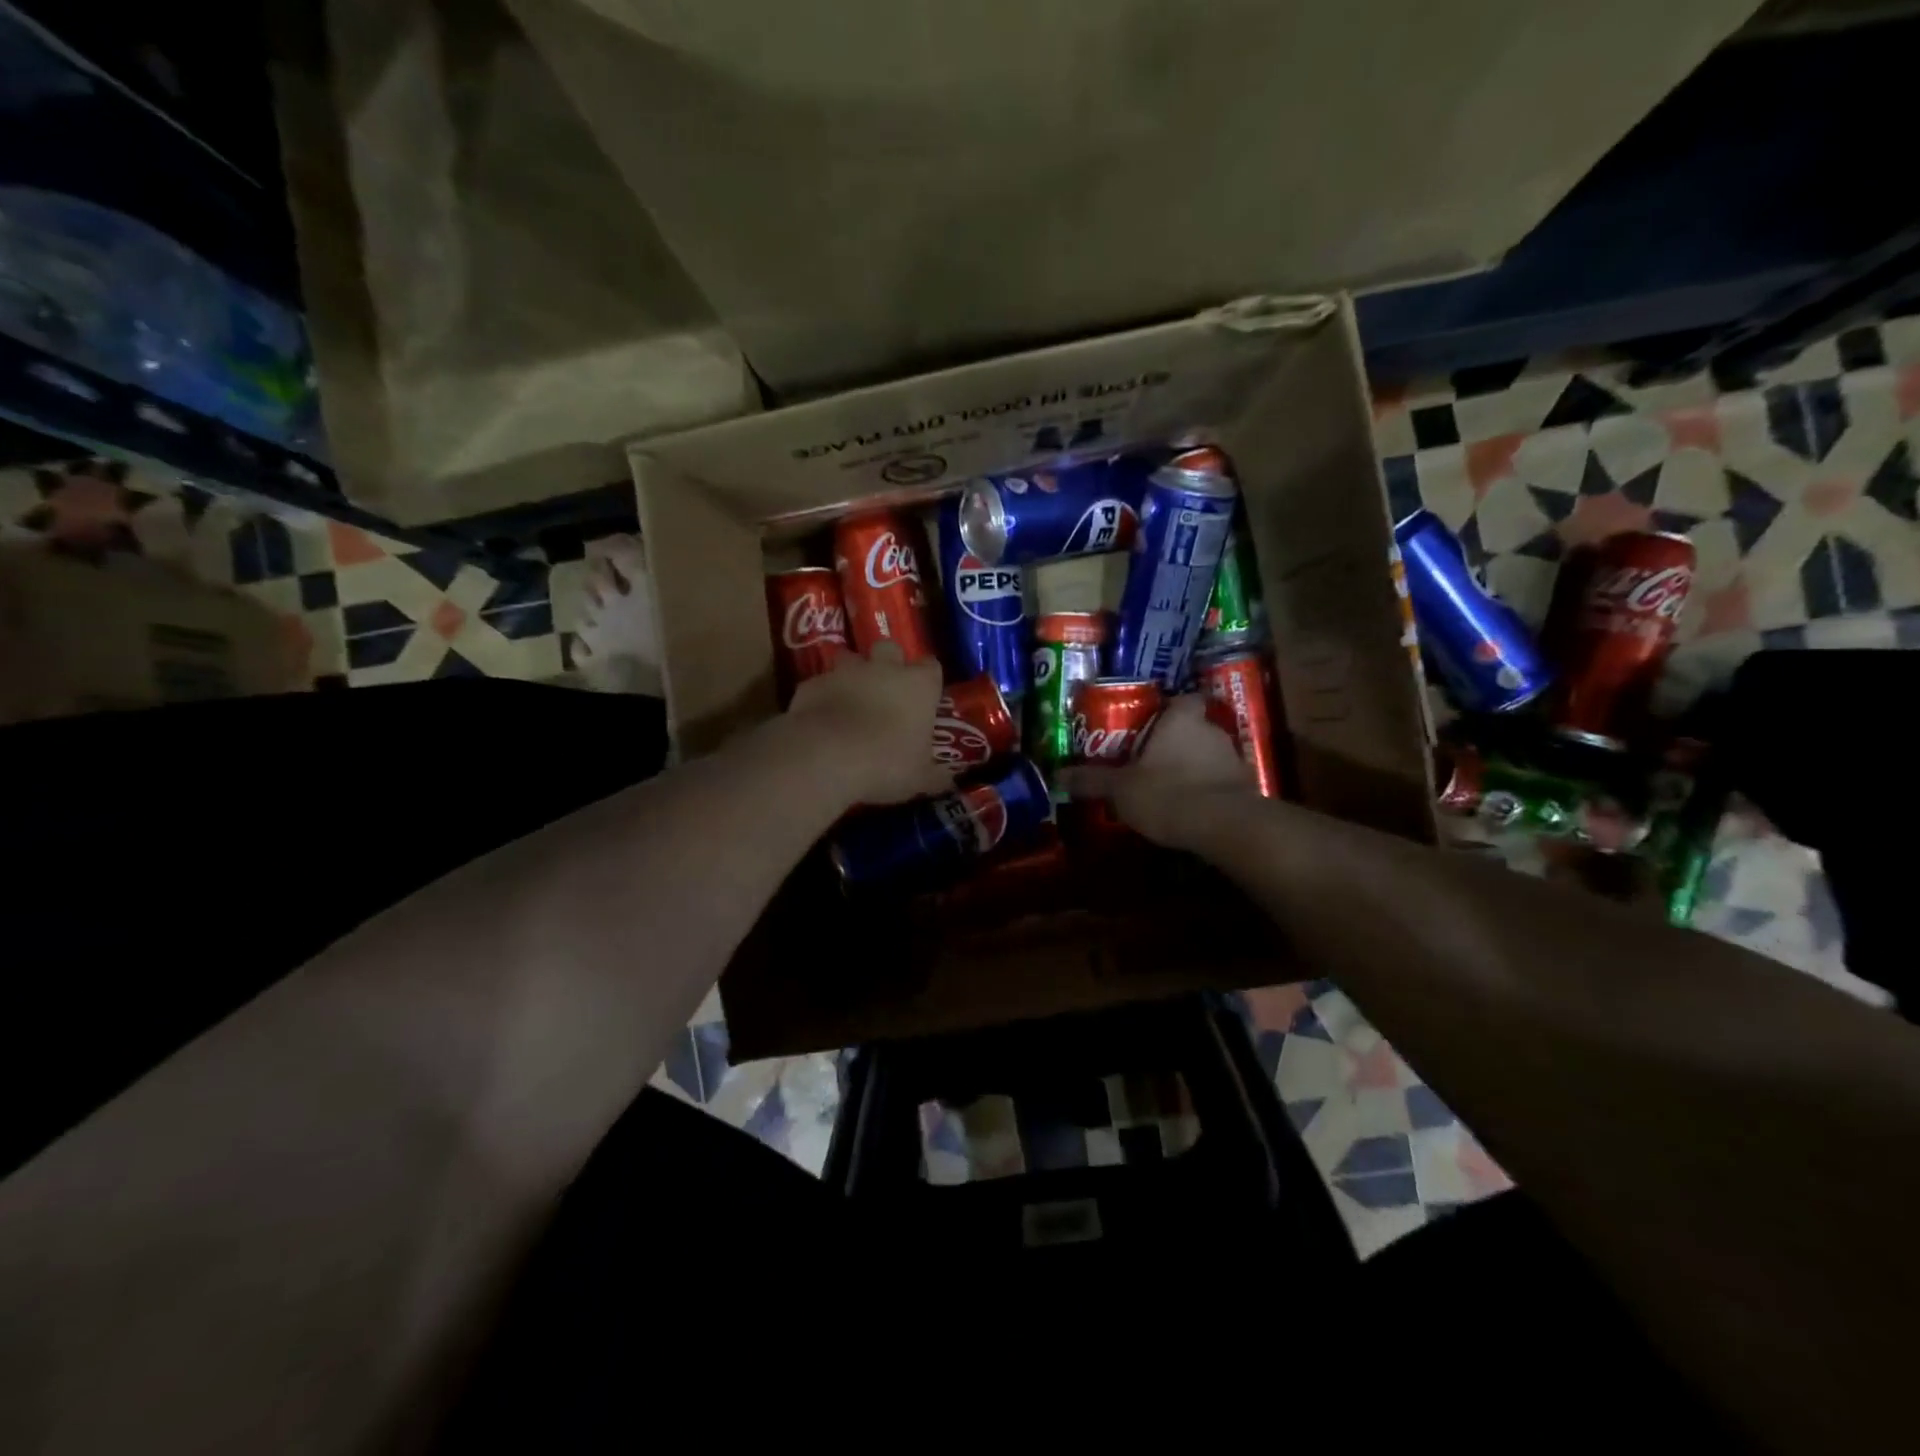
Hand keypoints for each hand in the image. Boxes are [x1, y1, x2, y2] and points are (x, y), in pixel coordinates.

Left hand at [784, 644, 952, 804]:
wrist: (826, 757)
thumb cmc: (886, 764)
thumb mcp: (919, 778)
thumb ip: (935, 776)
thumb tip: (949, 782)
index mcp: (918, 686)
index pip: (931, 666)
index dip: (928, 679)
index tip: (926, 696)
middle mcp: (883, 668)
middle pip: (889, 648)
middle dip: (888, 662)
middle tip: (886, 689)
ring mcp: (844, 673)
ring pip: (850, 658)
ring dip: (851, 674)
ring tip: (850, 699)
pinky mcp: (812, 684)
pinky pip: (820, 684)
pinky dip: (822, 696)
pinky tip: (820, 718)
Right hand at [1059, 694, 1256, 845]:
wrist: (1225, 826)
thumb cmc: (1168, 792)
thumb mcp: (1121, 788)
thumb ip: (1093, 780)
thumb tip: (1058, 775)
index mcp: (1182, 720)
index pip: (1185, 699)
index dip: (1172, 708)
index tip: (1155, 723)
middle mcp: (1212, 731)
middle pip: (1196, 727)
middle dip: (1178, 742)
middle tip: (1153, 759)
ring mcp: (1234, 759)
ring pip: (1210, 755)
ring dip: (1195, 767)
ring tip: (1171, 788)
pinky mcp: (1246, 788)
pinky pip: (1223, 783)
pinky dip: (1210, 791)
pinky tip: (1192, 809)